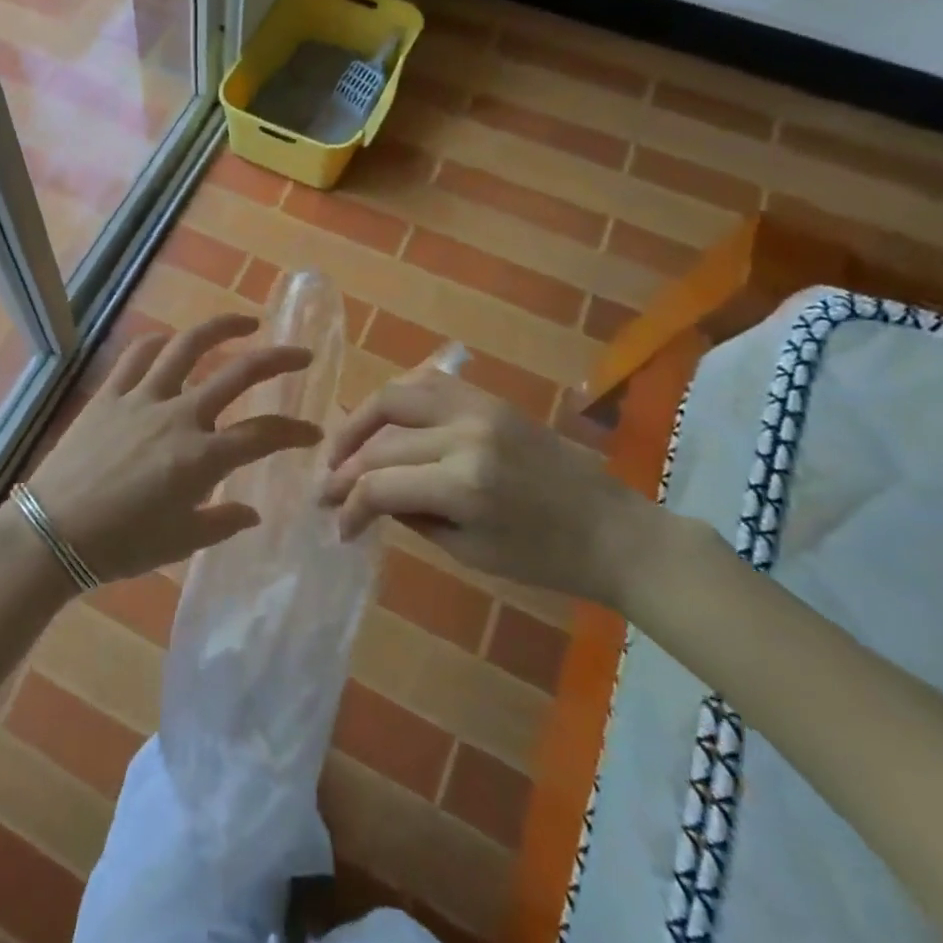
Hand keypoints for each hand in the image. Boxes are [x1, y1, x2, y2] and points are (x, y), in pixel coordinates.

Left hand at [19, 313, 323, 584]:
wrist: (53, 532)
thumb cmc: (121, 545)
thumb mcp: (180, 542)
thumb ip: (222, 522)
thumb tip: (252, 512)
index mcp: (203, 457)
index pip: (264, 434)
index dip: (295, 431)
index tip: (312, 432)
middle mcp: (179, 416)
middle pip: (238, 374)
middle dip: (278, 360)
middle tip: (301, 354)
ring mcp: (142, 398)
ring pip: (188, 347)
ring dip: (221, 328)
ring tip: (245, 322)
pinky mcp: (110, 394)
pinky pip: (136, 356)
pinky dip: (158, 342)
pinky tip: (169, 340)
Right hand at [320, 370, 661, 607]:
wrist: (616, 531)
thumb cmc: (547, 560)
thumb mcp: (470, 552)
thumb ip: (413, 517)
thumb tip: (369, 497)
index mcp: (464, 485)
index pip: (380, 486)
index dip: (349, 507)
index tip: (338, 526)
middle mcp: (465, 435)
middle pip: (381, 442)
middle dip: (344, 469)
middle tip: (326, 490)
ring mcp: (479, 409)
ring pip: (395, 395)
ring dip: (359, 420)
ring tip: (342, 446)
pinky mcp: (491, 399)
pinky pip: (428, 383)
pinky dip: (396, 399)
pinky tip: (383, 420)